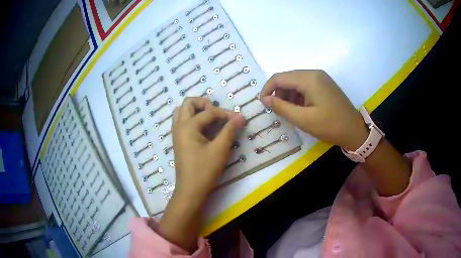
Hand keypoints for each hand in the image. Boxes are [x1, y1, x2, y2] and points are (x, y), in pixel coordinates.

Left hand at [158, 97, 244, 251]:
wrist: (190, 190)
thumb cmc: (204, 170)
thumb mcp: (220, 149)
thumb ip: (229, 130)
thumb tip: (240, 116)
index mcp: (187, 126)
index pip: (209, 112)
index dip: (225, 114)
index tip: (239, 119)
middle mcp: (179, 126)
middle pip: (188, 103)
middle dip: (204, 104)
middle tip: (217, 114)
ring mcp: (176, 133)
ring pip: (182, 111)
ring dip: (196, 110)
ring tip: (210, 118)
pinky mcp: (178, 140)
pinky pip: (182, 121)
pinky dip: (192, 118)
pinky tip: (203, 128)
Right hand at [260, 70, 367, 149]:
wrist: (354, 130)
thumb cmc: (330, 126)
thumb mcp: (303, 119)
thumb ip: (281, 107)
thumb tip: (265, 99)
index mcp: (309, 79)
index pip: (279, 77)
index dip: (267, 89)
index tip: (263, 104)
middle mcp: (314, 73)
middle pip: (287, 78)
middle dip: (278, 92)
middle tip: (276, 110)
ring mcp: (321, 78)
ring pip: (295, 81)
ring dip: (288, 94)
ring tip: (288, 111)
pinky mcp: (324, 84)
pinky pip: (305, 85)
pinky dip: (297, 95)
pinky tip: (300, 108)